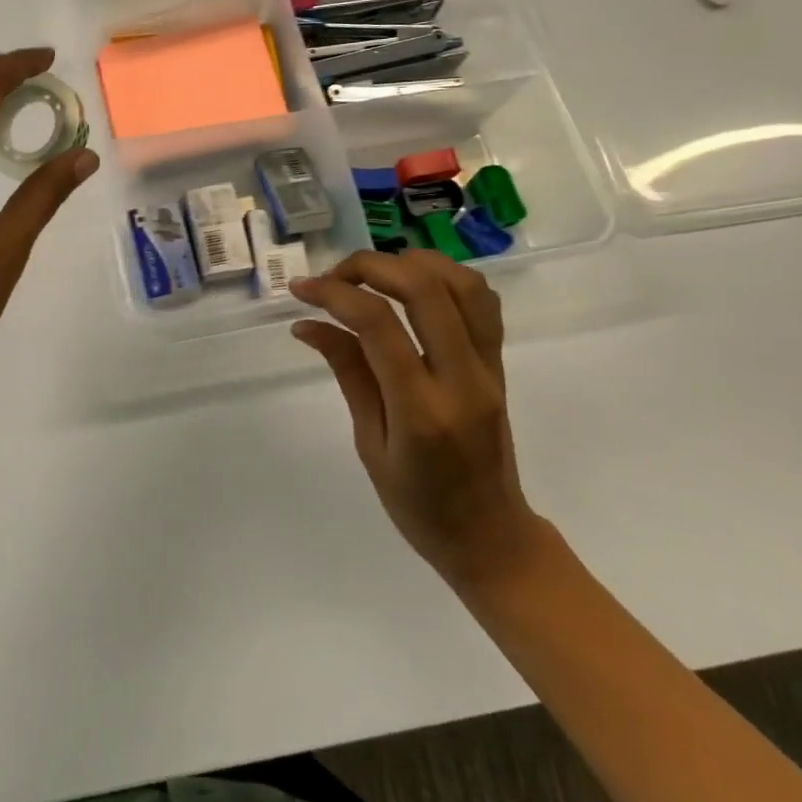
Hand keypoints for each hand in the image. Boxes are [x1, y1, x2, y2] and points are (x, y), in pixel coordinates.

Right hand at [290, 251, 542, 595]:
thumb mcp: (369, 444)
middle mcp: (462, 379)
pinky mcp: (500, 363)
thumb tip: (308, 324)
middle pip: (424, 288)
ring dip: (411, 264)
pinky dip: (446, 278)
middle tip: (334, 277)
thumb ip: (347, 373)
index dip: (335, 294)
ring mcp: (488, 368)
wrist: (491, 537)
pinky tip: (413, 288)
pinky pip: (482, 301)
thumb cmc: (419, 506)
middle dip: (370, 266)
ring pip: (461, 283)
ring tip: (372, 276)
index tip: (302, 290)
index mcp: (421, 410)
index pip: (379, 325)